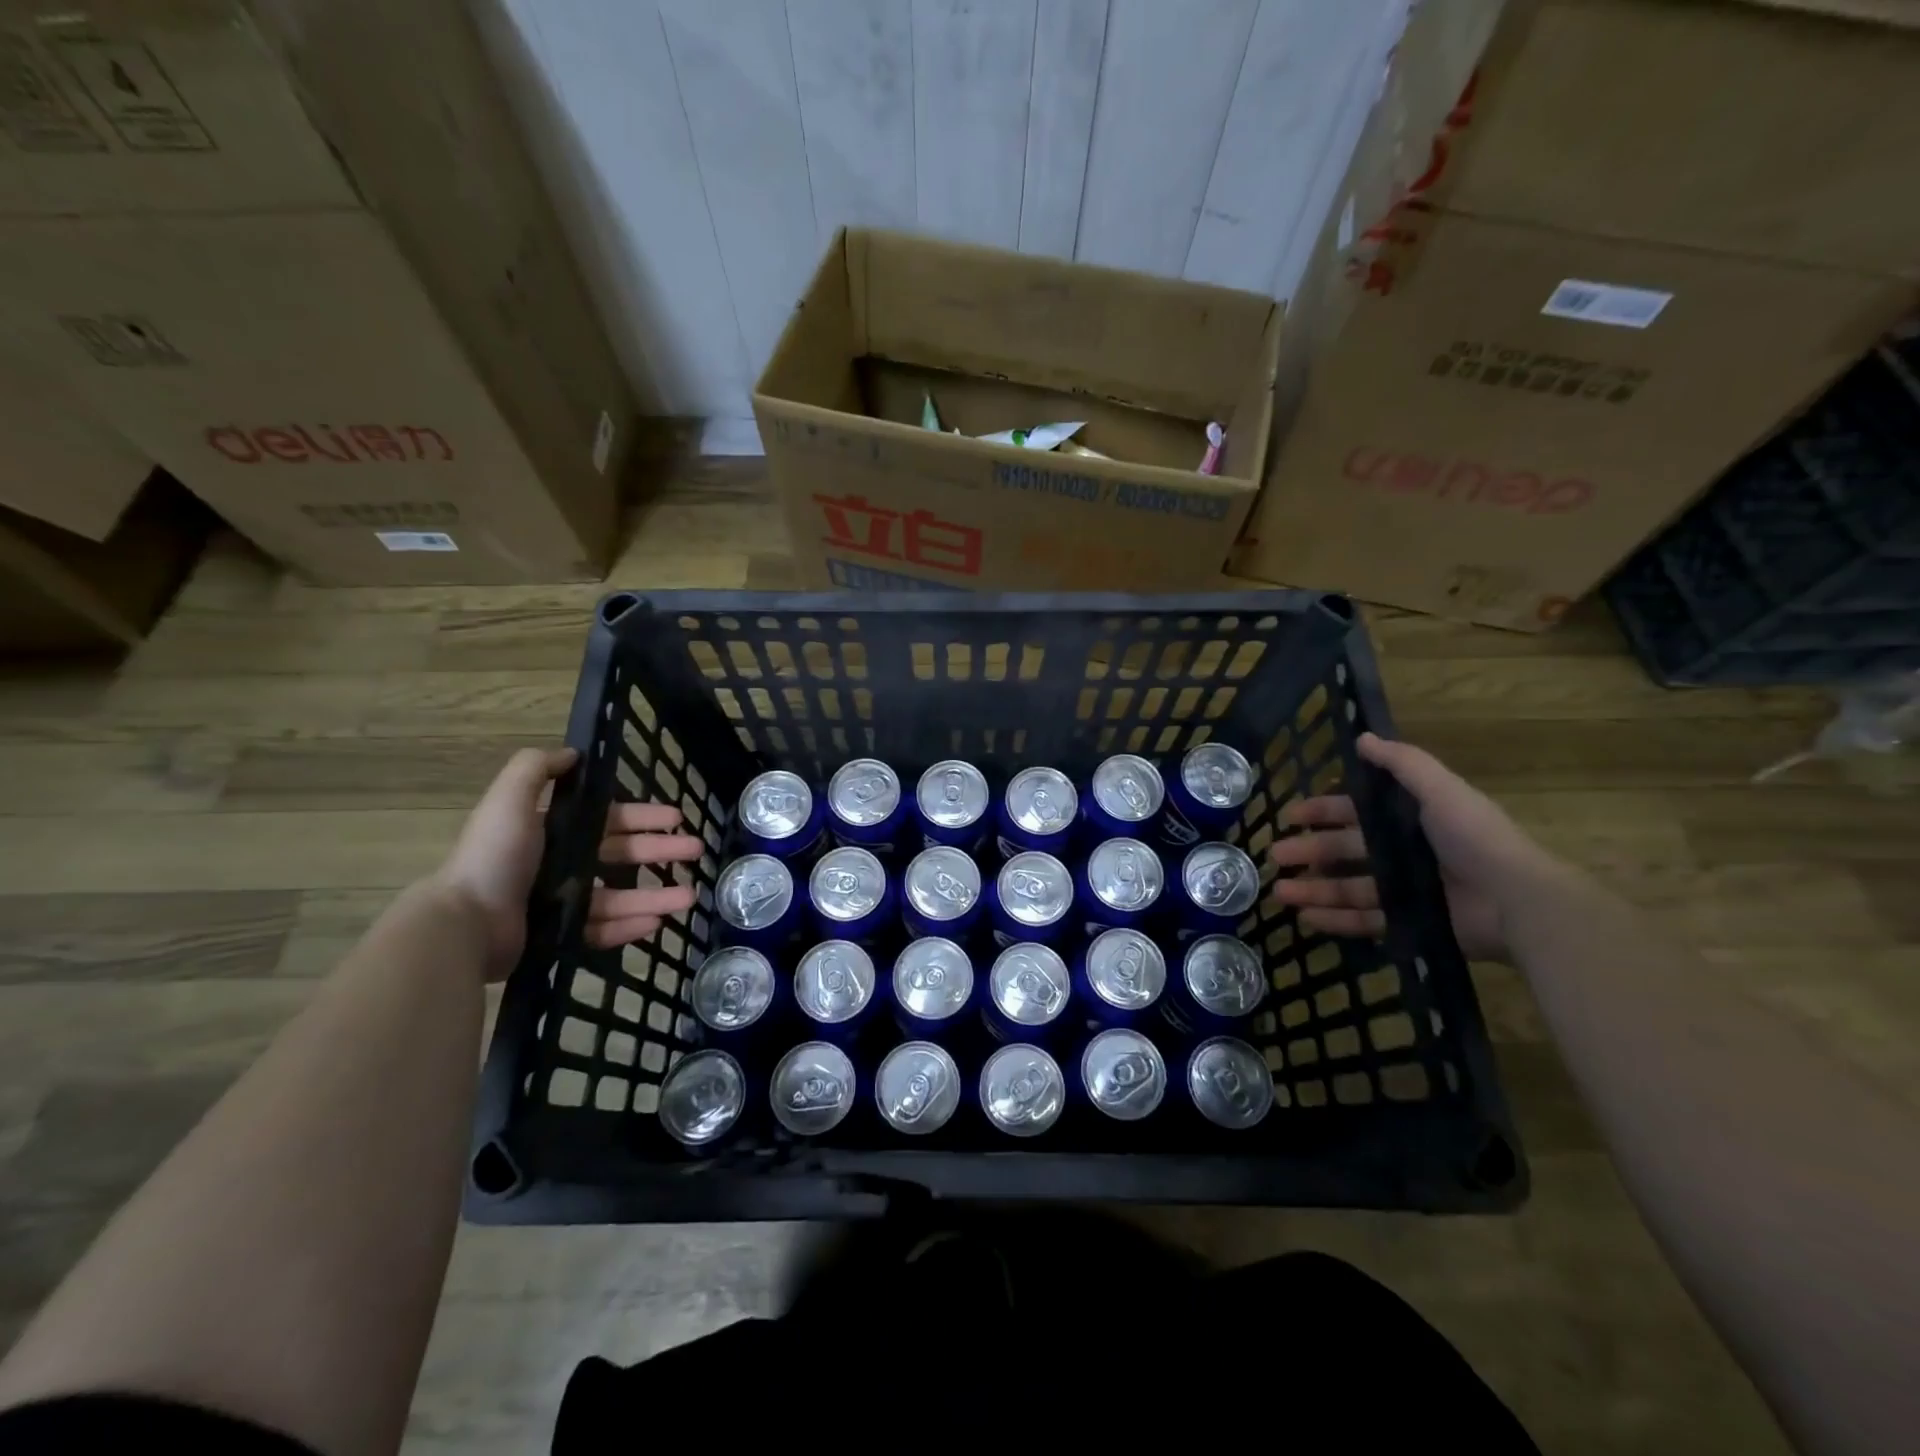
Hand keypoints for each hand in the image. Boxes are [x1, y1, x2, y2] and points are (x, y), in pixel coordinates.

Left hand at [432, 749, 703, 976]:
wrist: (464, 923)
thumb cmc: (494, 858)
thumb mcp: (509, 800)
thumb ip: (536, 769)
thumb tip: (572, 753)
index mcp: (552, 831)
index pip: (608, 819)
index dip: (643, 815)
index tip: (676, 816)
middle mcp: (559, 863)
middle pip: (622, 854)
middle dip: (661, 851)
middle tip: (696, 850)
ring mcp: (560, 902)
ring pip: (620, 895)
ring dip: (656, 895)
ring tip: (689, 897)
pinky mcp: (560, 936)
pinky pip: (603, 930)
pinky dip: (630, 926)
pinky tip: (658, 923)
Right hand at [1267, 732, 1558, 961]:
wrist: (1518, 901)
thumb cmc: (1476, 839)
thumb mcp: (1441, 791)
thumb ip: (1403, 764)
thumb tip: (1362, 737)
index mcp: (1410, 818)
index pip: (1356, 811)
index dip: (1323, 811)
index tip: (1291, 816)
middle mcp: (1404, 852)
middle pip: (1345, 849)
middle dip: (1308, 851)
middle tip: (1275, 856)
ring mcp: (1406, 890)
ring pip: (1347, 887)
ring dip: (1313, 889)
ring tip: (1280, 894)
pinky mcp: (1410, 923)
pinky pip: (1365, 921)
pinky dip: (1335, 920)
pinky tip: (1305, 920)